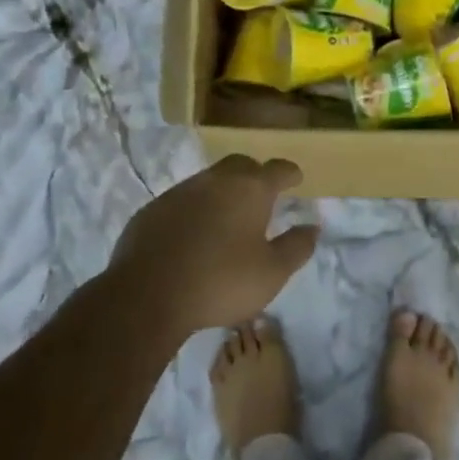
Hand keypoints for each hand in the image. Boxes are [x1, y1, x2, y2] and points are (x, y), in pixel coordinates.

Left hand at [109, 155, 318, 336]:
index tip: (296, 178)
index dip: (289, 173)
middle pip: (241, 165)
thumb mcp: (272, 273)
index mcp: (250, 189)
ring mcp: (180, 191)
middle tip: (262, 195)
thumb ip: (296, 247)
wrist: (147, 294)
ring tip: (229, 217)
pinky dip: (195, 210)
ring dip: (223, 192)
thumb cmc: (221, 281)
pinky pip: (183, 200)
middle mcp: (216, 180)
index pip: (277, 169)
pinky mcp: (153, 209)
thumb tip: (312, 227)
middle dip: (255, 175)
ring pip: (209, 181)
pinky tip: (194, 234)